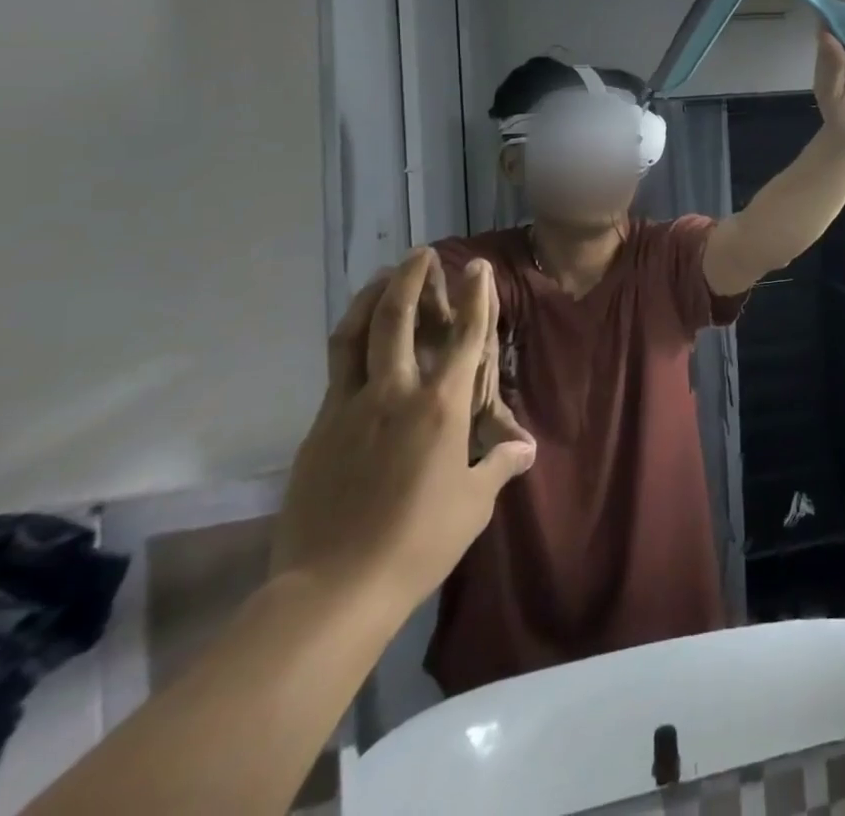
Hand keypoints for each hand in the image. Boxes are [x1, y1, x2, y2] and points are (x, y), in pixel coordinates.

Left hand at [271, 250, 535, 613]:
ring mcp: (350, 407)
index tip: (477, 266)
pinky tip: (358, 343)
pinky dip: (351, 342)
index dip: (476, 296)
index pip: (466, 335)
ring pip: (355, 334)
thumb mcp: (472, 504)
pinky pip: (337, 371)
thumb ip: (499, 466)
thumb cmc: (418, 542)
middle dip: (412, 278)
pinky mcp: (319, 429)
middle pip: (398, 317)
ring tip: (383, 277)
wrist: (332, 589)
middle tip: (421, 254)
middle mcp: (396, 393)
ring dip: (371, 298)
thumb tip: (525, 448)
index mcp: (441, 407)